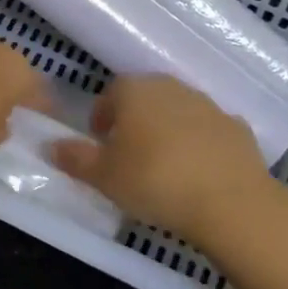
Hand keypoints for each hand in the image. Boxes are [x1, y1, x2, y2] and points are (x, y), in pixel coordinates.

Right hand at [49, 75, 276, 243]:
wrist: (229, 201)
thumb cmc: (154, 181)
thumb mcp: (104, 177)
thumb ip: (75, 158)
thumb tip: (50, 145)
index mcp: (135, 91)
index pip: (111, 93)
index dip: (103, 116)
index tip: (101, 143)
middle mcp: (171, 88)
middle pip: (146, 99)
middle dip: (135, 122)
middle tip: (129, 156)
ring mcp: (208, 105)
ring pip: (179, 113)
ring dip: (169, 131)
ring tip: (164, 167)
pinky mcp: (237, 128)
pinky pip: (210, 132)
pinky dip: (202, 146)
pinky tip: (199, 174)